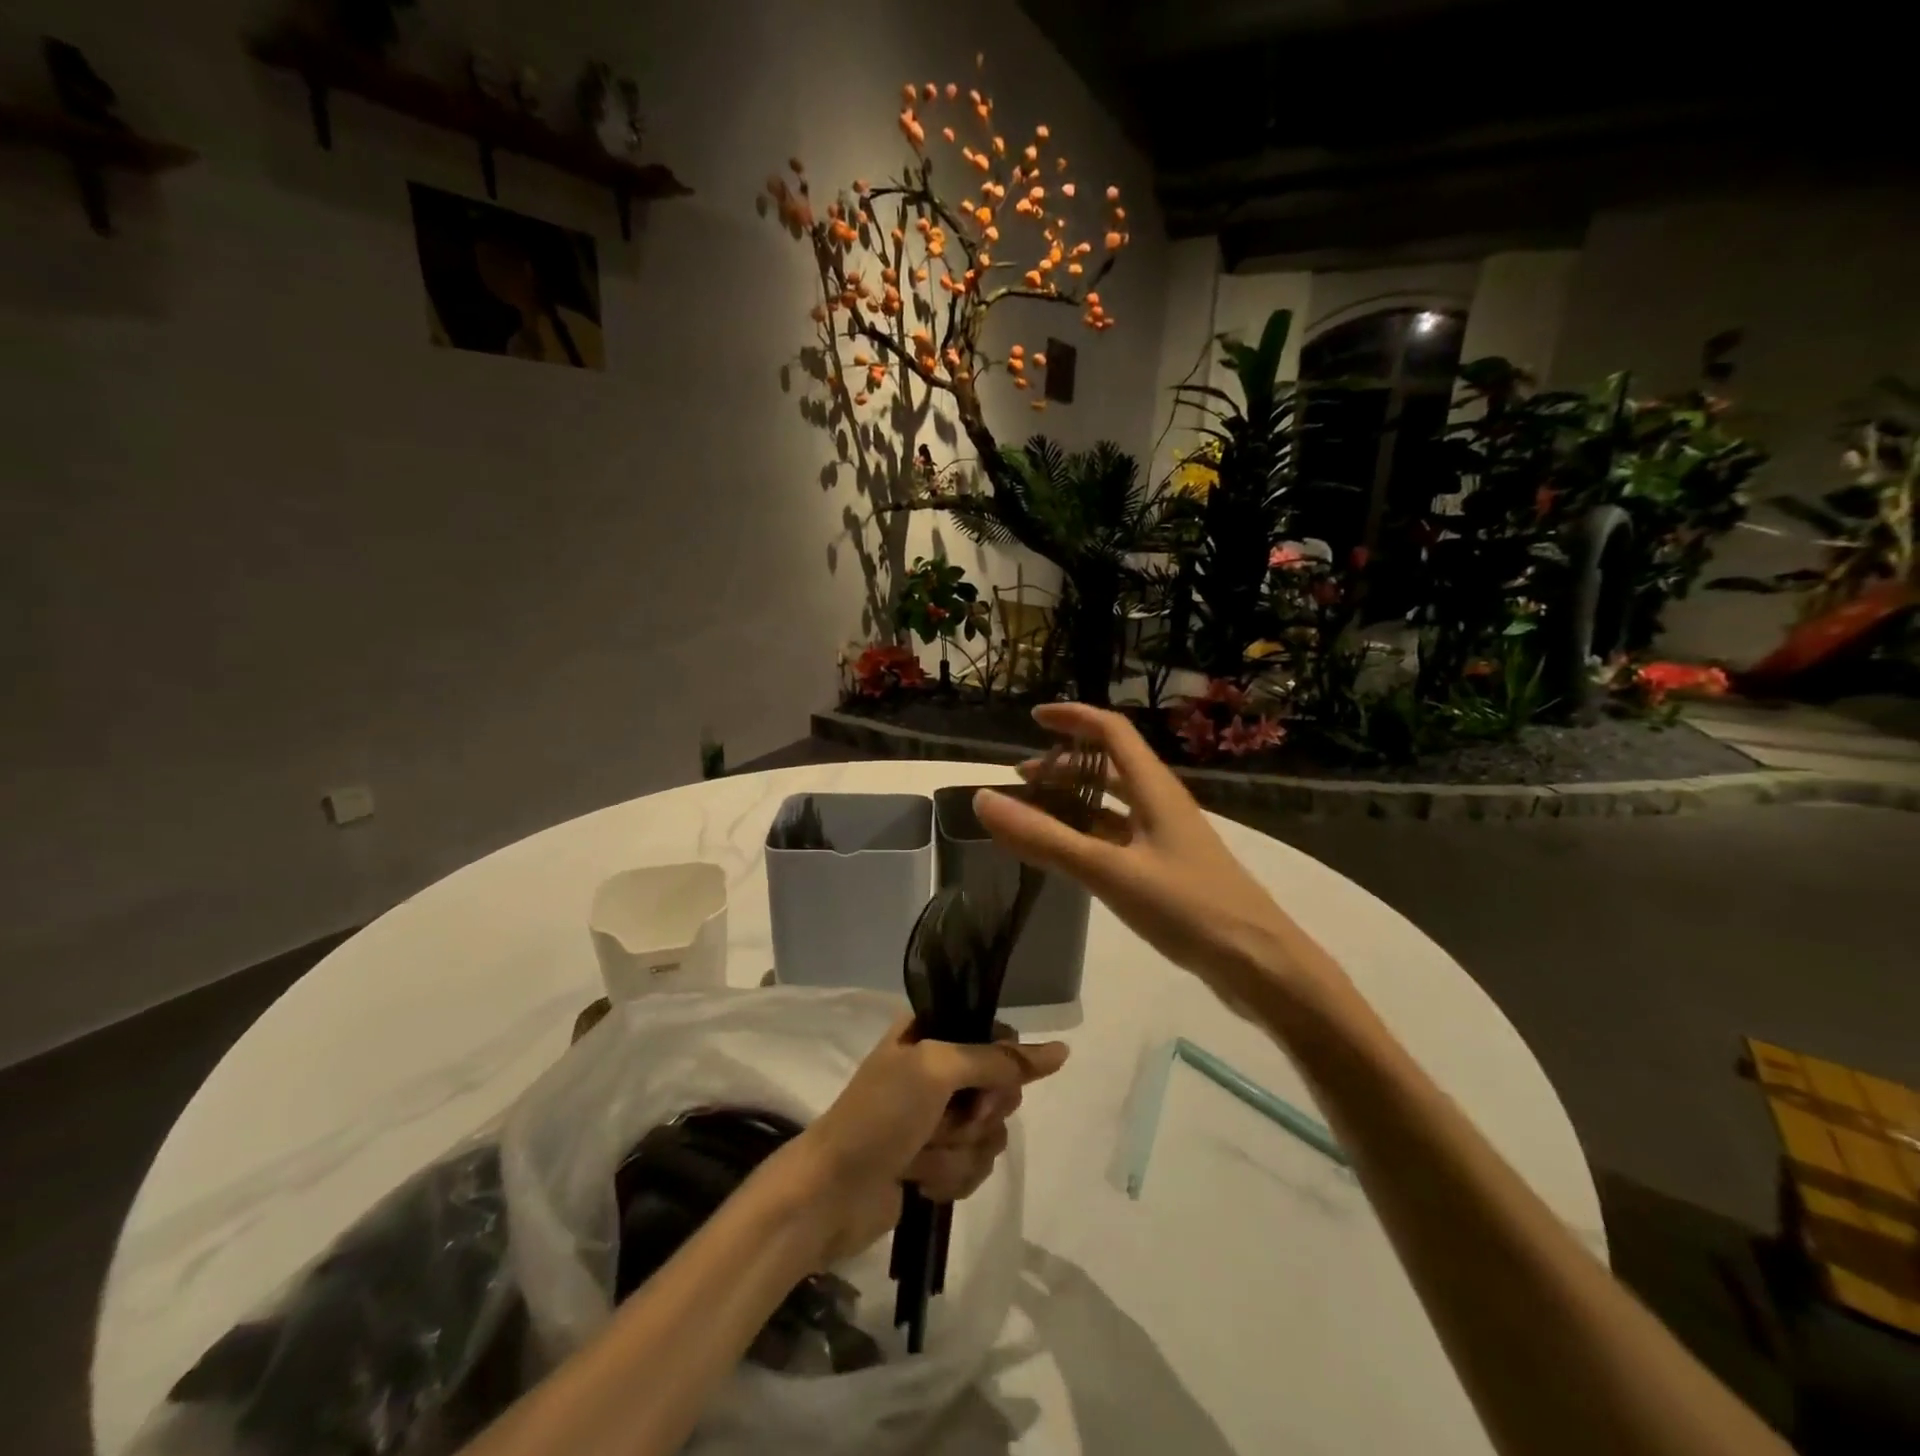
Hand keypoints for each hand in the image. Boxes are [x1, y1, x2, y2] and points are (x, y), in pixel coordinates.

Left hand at [775, 1016, 1068, 1265]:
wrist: (831, 1193)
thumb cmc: (879, 1115)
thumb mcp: (936, 1070)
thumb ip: (997, 1059)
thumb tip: (1061, 1051)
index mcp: (932, 1033)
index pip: (999, 1037)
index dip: (1001, 1068)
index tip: (982, 1090)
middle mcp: (938, 1071)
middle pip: (1001, 1090)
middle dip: (976, 1118)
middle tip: (942, 1123)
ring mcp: (937, 1119)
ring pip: (990, 1136)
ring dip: (957, 1153)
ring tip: (919, 1156)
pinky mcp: (936, 1162)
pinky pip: (975, 1168)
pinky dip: (950, 1178)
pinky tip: (919, 1181)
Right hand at [974, 702, 1347, 1016]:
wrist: (1258, 964)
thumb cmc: (1187, 907)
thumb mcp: (1108, 871)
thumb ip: (1045, 838)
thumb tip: (984, 800)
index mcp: (1154, 789)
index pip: (1111, 731)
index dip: (1074, 718)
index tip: (1034, 718)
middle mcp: (1160, 805)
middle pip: (1109, 767)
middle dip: (1065, 765)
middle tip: (1021, 780)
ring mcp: (1165, 839)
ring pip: (1112, 806)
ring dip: (1073, 802)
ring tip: (1033, 814)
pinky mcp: (1166, 871)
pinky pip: (1117, 839)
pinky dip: (1086, 837)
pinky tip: (1065, 856)